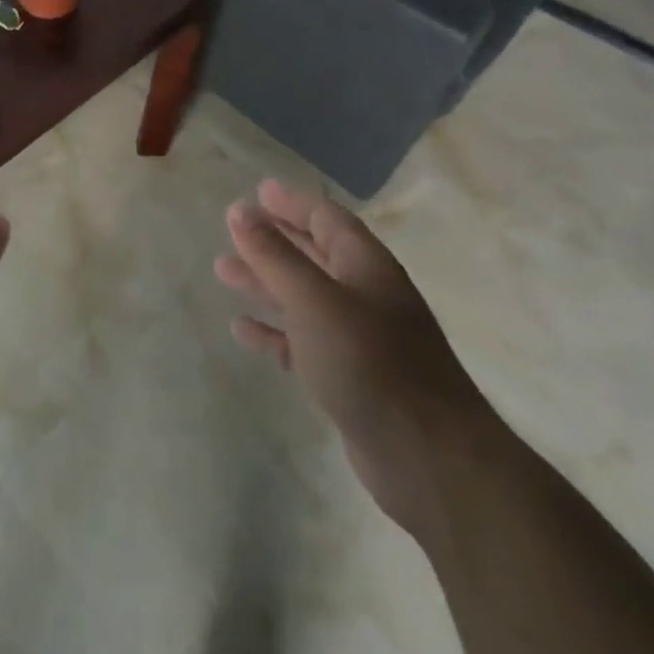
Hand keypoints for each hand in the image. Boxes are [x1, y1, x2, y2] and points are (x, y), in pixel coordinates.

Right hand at [215, 180, 501, 540]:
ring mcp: (358, 339)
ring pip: (303, 298)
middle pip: (313, 255)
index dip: (291, 203)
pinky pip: (301, 343)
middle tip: (232, 230)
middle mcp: (364, 295)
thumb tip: (238, 209)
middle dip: (272, 241)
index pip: (326, 218)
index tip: (256, 193)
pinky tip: (242, 329)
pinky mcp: (348, 378)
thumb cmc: (371, 362)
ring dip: (265, 283)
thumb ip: (273, 255)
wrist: (430, 460)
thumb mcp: (314, 300)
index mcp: (366, 266)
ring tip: (223, 272)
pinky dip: (273, 332)